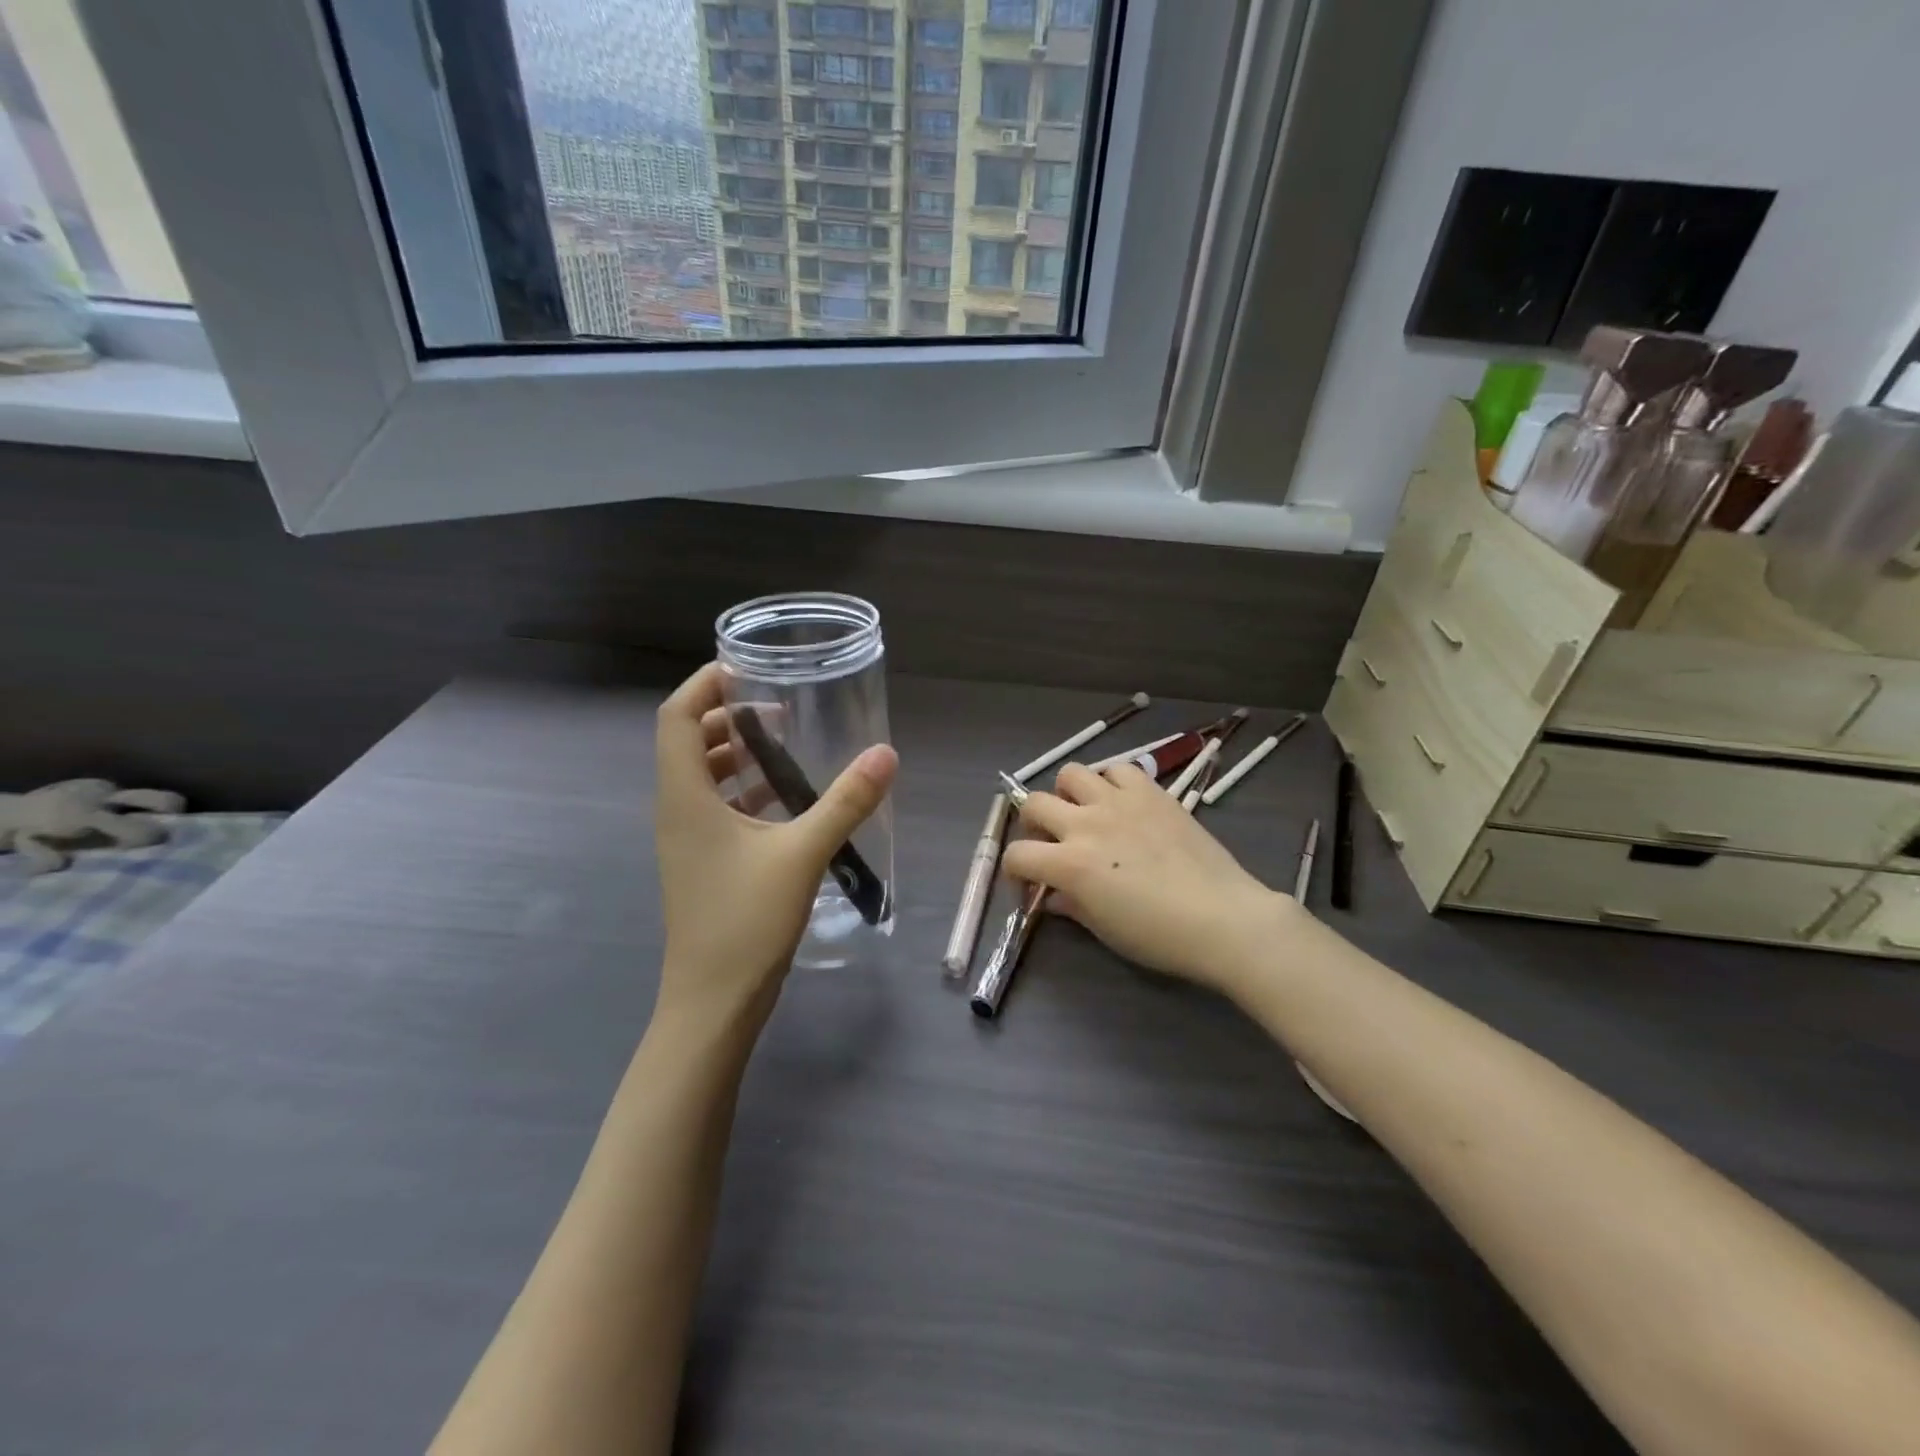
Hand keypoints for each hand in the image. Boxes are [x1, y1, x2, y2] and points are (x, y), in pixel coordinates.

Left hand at [653, 663, 897, 1034]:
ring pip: (703, 777)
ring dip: (737, 753)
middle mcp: (677, 810)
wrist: (713, 1003)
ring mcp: (686, 840)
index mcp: (684, 796)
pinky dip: (745, 790)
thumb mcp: (802, 854)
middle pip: (687, 741)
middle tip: (778, 704)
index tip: (747, 668)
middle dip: (728, 715)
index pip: (676, 717)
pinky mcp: (702, 863)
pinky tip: (787, 799)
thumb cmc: (746, 922)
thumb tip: (886, 753)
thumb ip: (845, 802)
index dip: (704, 684)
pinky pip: (717, 808)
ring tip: (786, 742)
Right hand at [1001, 762, 1294, 994]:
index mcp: (1069, 864)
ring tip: (1085, 813)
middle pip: (1034, 803)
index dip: (1014, 870)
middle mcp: (1086, 824)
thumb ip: (1071, 905)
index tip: (1028, 882)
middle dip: (1033, 824)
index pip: (1017, 855)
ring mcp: (1119, 802)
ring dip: (1068, 794)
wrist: (1223, 917)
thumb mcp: (1104, 929)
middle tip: (1051, 841)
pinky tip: (1121, 803)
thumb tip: (1053, 895)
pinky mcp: (1151, 792)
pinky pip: (1118, 769)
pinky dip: (1111, 782)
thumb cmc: (1159, 936)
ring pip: (1071, 773)